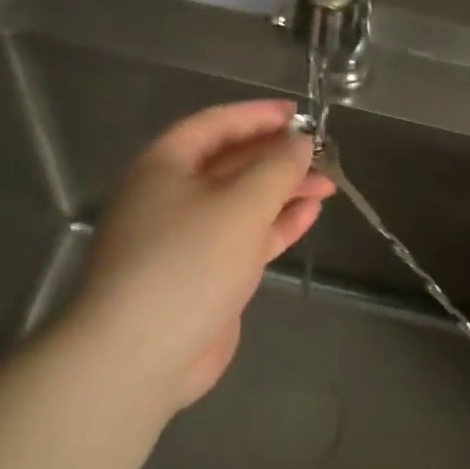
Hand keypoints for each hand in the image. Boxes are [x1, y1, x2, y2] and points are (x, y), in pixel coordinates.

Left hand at [70, 101, 334, 412]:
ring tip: (328, 185)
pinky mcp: (203, 274)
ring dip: (282, 191)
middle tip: (323, 154)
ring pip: (241, 202)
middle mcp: (172, 195)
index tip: (300, 114)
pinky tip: (308, 216)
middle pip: (230, 163)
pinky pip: (243, 238)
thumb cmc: (188, 262)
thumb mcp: (239, 205)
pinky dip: (275, 225)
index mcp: (164, 166)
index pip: (215, 125)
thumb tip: (299, 142)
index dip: (258, 116)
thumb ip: (276, 168)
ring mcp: (187, 238)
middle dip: (277, 157)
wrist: (142, 354)